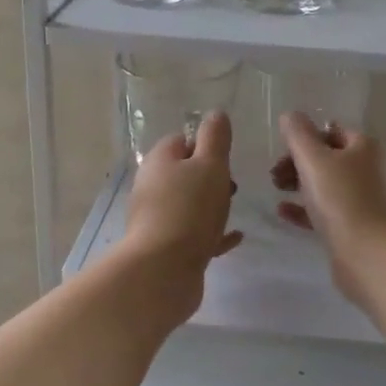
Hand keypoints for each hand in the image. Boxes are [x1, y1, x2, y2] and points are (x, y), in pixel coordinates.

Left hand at [121, 111, 242, 307]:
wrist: (163, 271)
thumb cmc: (190, 209)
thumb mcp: (210, 165)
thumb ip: (215, 138)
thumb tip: (215, 114)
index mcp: (159, 161)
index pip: (181, 140)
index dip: (205, 145)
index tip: (227, 158)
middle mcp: (152, 187)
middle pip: (183, 173)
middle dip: (209, 176)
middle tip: (232, 186)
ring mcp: (156, 219)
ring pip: (187, 204)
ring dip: (209, 205)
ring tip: (232, 211)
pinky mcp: (165, 248)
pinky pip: (192, 234)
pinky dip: (212, 233)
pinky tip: (234, 238)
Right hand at [272, 113, 385, 303]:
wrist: (371, 256)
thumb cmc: (342, 200)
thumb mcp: (314, 160)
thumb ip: (299, 134)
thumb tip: (291, 115)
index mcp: (366, 148)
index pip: (332, 131)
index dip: (306, 137)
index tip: (282, 151)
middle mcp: (371, 170)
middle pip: (329, 158)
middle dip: (298, 162)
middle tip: (274, 175)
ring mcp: (367, 200)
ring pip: (328, 185)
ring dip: (300, 184)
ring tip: (276, 191)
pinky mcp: (359, 227)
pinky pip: (328, 211)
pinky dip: (306, 209)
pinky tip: (283, 212)